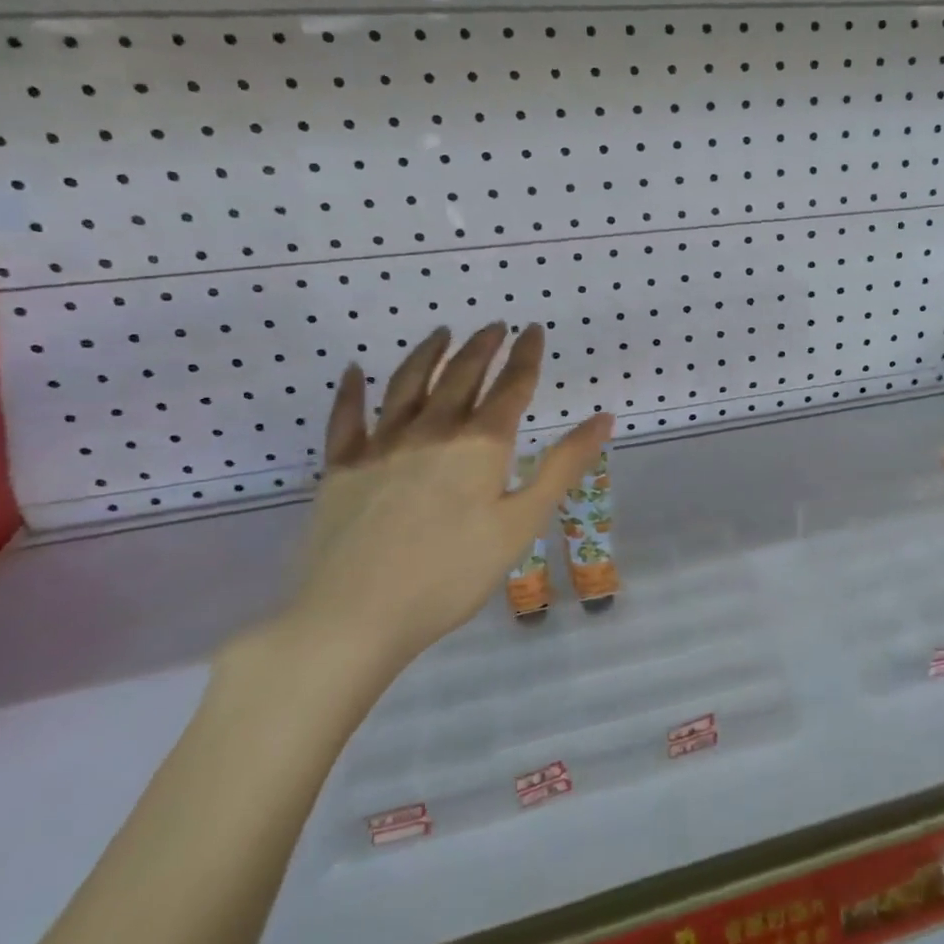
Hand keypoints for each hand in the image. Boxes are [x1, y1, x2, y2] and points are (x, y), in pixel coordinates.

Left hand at [279, 323, 610, 681]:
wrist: (353, 617)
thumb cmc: (452, 575)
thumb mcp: (522, 523)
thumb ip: (562, 466)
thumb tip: (603, 419)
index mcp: (480, 445)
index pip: (511, 387)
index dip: (526, 356)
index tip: (533, 330)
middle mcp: (432, 431)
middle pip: (461, 376)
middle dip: (482, 347)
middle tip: (494, 326)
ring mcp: (380, 446)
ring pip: (407, 385)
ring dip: (428, 355)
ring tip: (442, 334)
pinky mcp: (340, 469)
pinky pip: (346, 418)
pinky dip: (351, 391)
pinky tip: (353, 371)